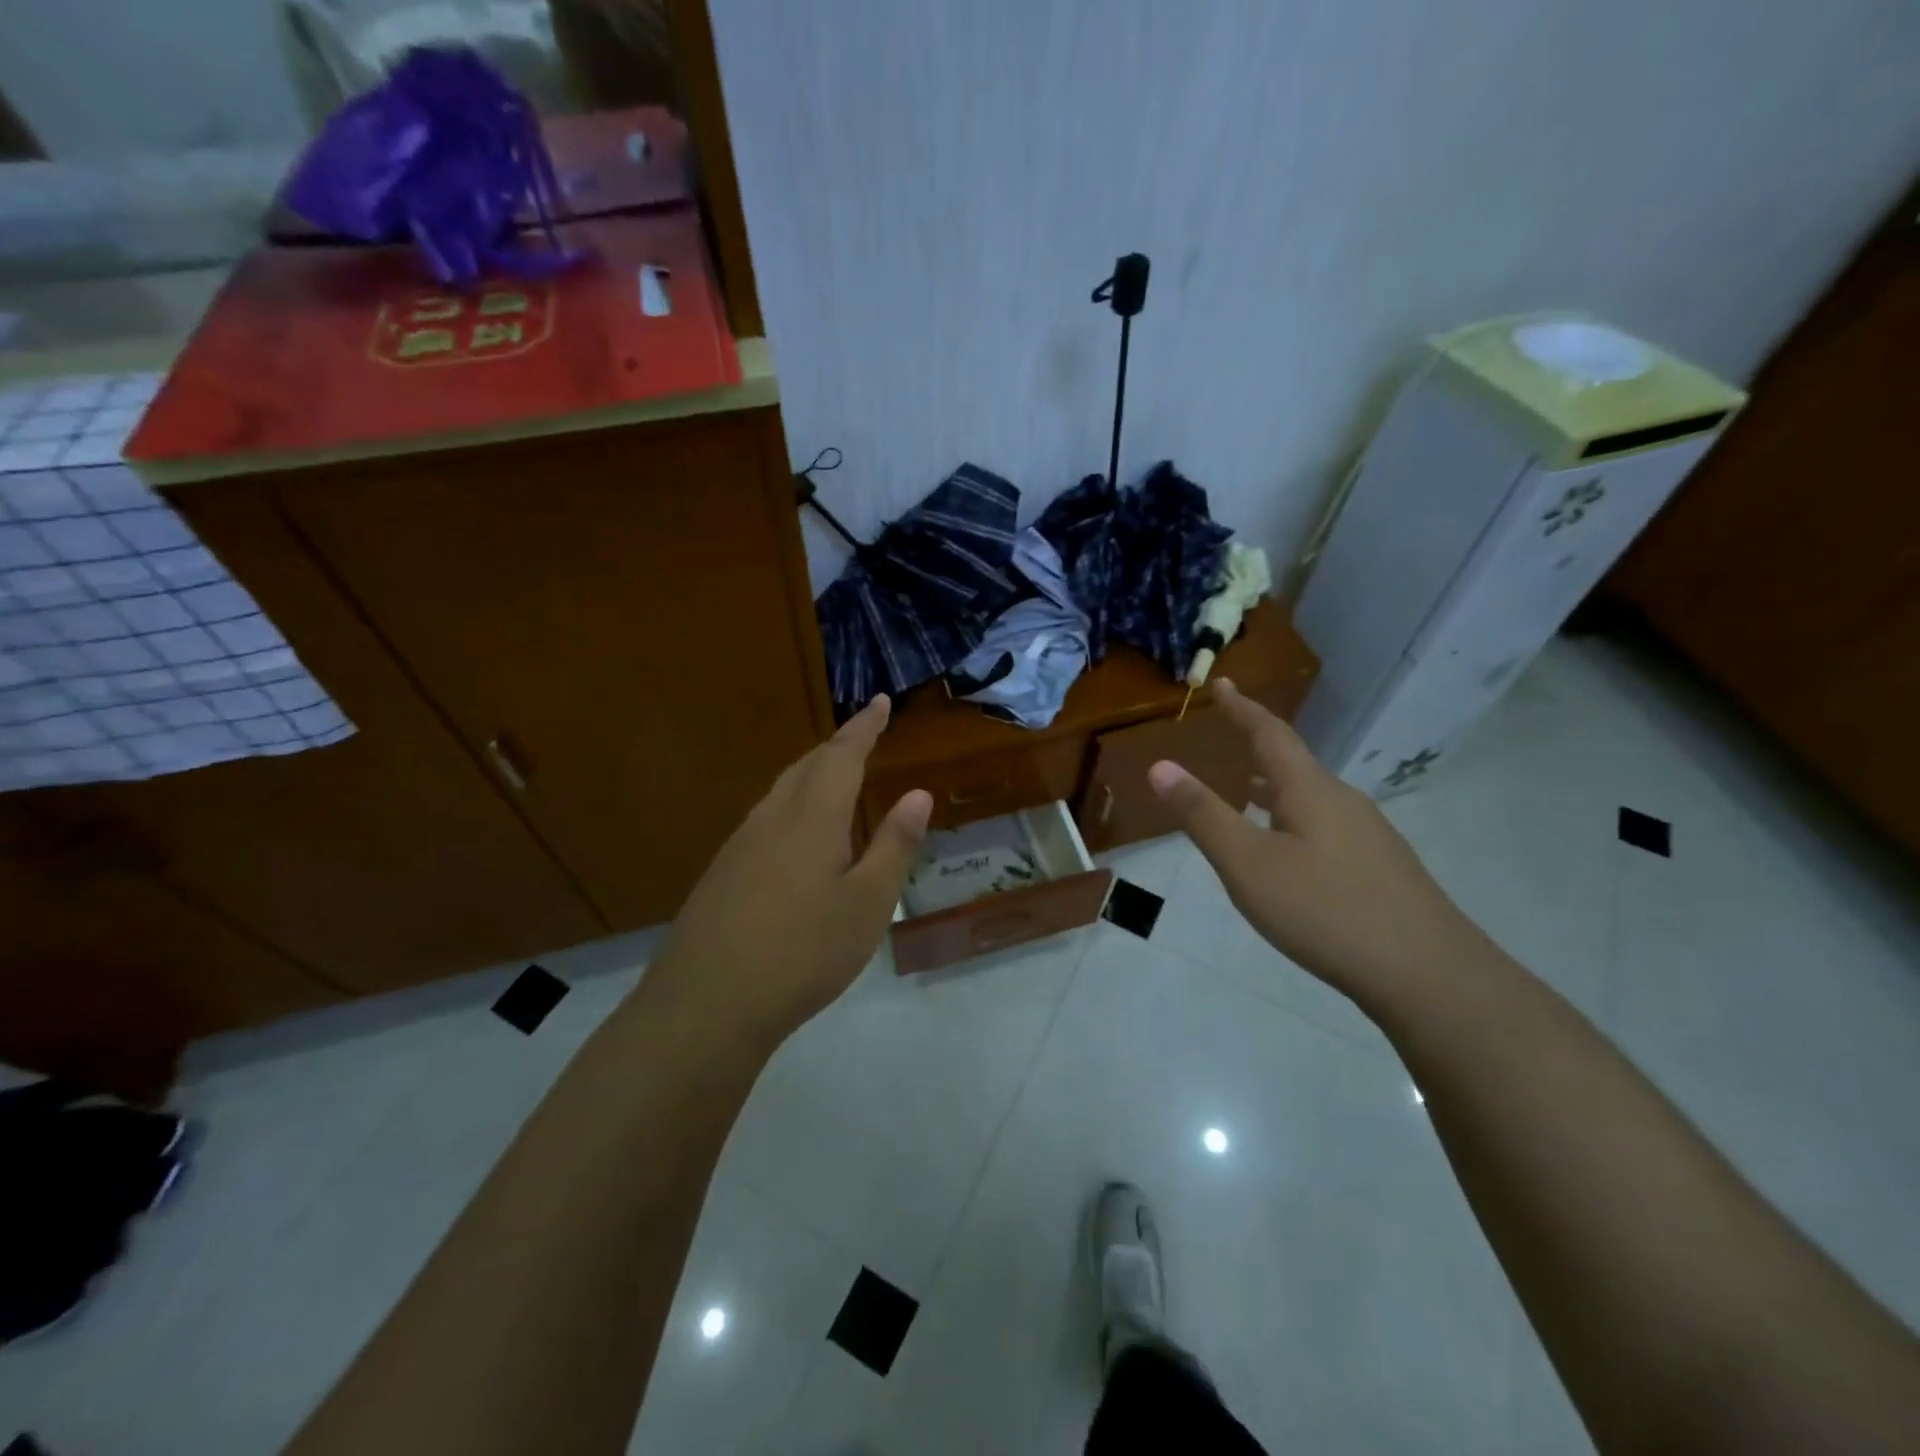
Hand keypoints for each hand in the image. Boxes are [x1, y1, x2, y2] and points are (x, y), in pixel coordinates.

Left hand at [648, 696, 932, 1045]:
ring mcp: (739, 846)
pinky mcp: (721, 874)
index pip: (842, 756)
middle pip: (806, 767)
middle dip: (836, 747)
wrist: (706, 1004)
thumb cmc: (803, 952)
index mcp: (811, 818)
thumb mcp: (868, 904)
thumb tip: (917, 793)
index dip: (863, 727)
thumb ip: (894, 845)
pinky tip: (794, 838)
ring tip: (833, 779)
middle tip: (861, 738)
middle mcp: (771, 820)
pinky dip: (790, 808)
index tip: (878, 702)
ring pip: (780, 793)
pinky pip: (764, 821)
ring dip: (810, 775)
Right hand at [1147, 680, 1481, 997]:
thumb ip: (1203, 815)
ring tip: (1246, 796)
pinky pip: (1326, 826)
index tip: (1222, 683)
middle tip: (1228, 740)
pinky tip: (1289, 854)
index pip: (1270, 734)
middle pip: (1294, 764)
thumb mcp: (1247, 864)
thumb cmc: (1325, 911)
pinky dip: (1294, 821)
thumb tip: (1160, 765)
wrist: (1429, 974)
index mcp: (1309, 790)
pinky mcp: (1381, 867)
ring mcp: (1368, 835)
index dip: (1242, 708)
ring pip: (1311, 798)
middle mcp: (1343, 801)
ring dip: (1274, 789)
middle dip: (1257, 749)